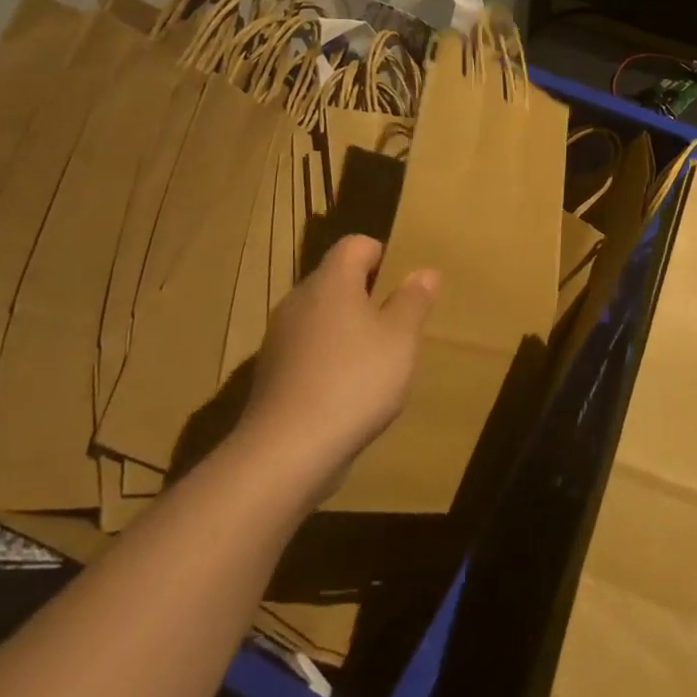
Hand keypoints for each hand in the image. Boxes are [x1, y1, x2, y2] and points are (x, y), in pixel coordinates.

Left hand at [235, 235, 438, 496]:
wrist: (286, 452)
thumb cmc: (354, 380)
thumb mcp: (400, 338)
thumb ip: (413, 301)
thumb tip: (424, 272)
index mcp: (331, 282)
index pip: (355, 244)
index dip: (383, 256)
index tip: (404, 286)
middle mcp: (299, 301)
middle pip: (337, 280)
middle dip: (369, 296)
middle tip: (399, 324)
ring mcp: (280, 339)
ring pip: (323, 317)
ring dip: (349, 330)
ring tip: (378, 361)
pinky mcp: (272, 374)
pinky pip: (309, 351)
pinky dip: (330, 359)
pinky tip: (350, 391)